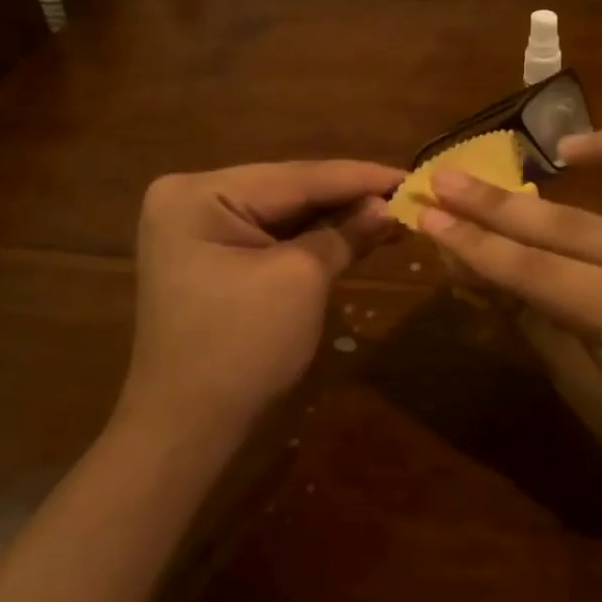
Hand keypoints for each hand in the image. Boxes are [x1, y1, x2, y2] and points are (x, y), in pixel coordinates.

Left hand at [125, 160, 404, 430]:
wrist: (188, 428)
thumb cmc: (242, 348)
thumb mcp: (301, 280)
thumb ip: (345, 233)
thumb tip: (386, 206)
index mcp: (198, 193)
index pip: (295, 177)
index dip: (359, 177)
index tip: (412, 172)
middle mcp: (190, 199)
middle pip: (287, 191)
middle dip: (348, 197)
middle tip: (407, 193)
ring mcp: (198, 230)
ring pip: (282, 215)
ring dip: (335, 219)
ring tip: (391, 212)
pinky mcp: (211, 259)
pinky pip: (270, 239)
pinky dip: (312, 240)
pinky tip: (354, 233)